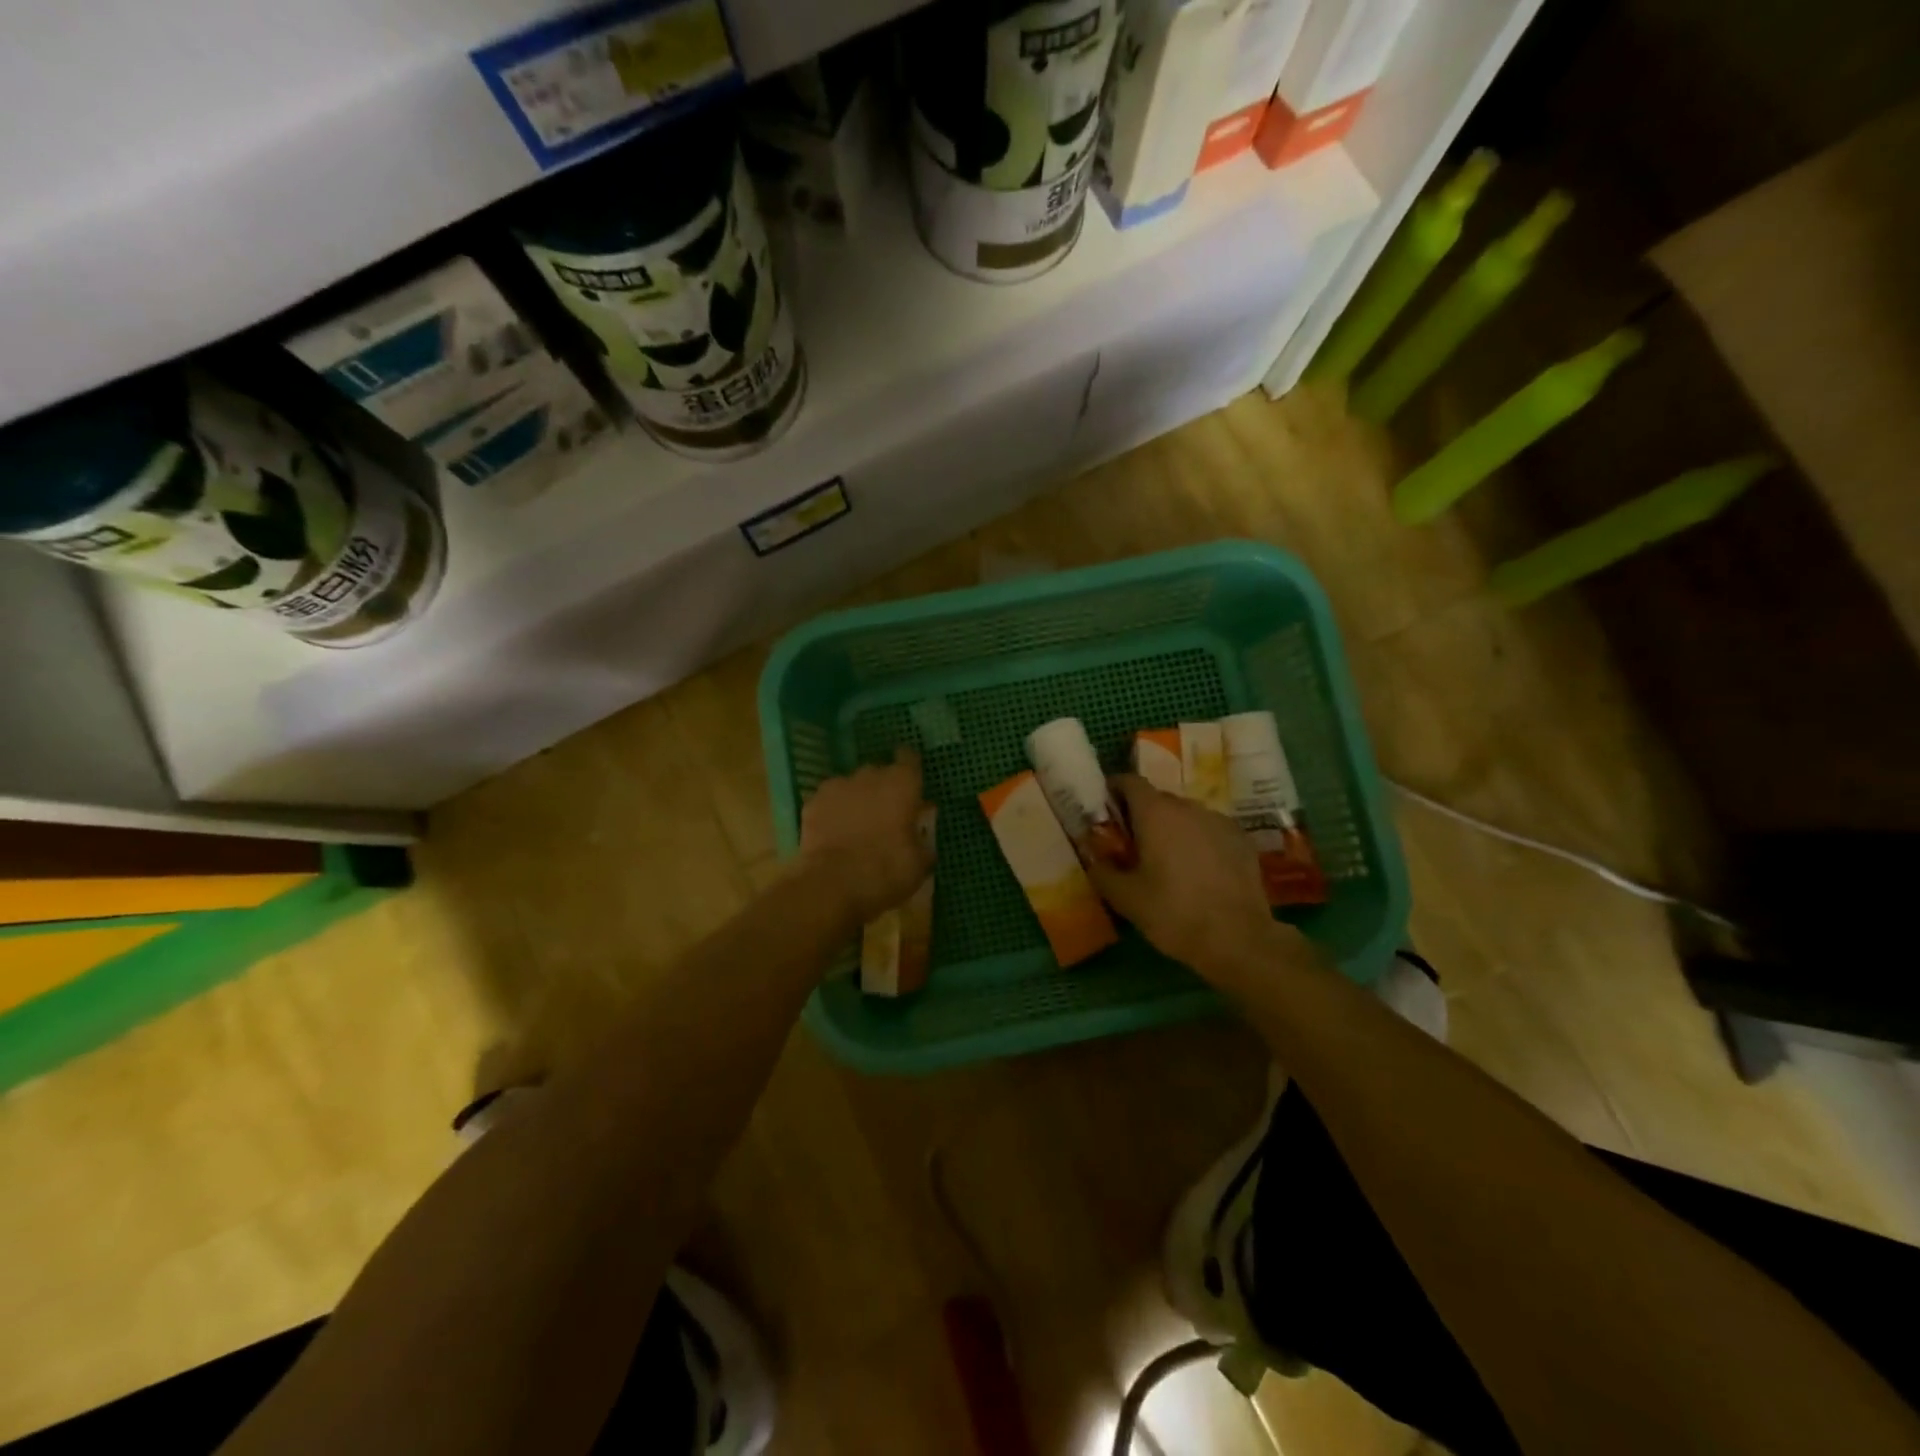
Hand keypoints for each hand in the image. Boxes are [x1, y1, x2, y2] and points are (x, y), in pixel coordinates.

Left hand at [799, 749, 934, 920]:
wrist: (832, 884)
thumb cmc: (885, 871)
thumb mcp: (919, 864)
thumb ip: (922, 841)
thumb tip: (921, 836)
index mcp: (902, 784)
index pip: (909, 759)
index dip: (910, 768)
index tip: (911, 781)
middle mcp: (869, 776)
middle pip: (879, 772)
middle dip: (883, 788)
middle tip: (887, 814)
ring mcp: (837, 787)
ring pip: (851, 786)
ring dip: (857, 799)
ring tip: (857, 825)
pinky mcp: (812, 803)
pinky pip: (829, 802)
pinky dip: (833, 813)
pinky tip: (834, 833)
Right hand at [1086, 775, 1302, 982]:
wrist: (1239, 939)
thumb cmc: (1174, 914)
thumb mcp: (1125, 898)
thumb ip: (1102, 870)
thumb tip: (1092, 856)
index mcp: (1155, 813)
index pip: (1129, 781)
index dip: (1114, 790)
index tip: (1106, 810)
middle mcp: (1188, 807)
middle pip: (1158, 799)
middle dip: (1142, 815)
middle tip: (1133, 845)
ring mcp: (1219, 821)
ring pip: (1186, 815)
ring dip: (1172, 828)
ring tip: (1167, 861)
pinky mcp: (1242, 840)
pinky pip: (1210, 831)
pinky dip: (1199, 841)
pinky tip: (1198, 871)